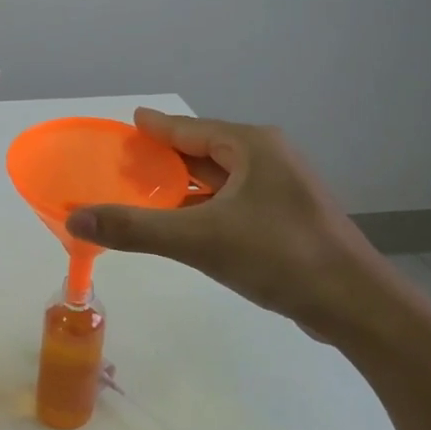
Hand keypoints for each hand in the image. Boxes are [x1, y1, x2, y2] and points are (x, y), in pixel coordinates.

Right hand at [65, 108, 393, 343]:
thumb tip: (76, 220)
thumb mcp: (199, 240)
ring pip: (220, 179)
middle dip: (165, 158)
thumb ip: (135, 228)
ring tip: (146, 192)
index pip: (189, 129)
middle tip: (125, 163)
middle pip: (204, 151)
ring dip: (185, 185)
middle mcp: (269, 158)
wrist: (355, 306)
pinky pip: (233, 202)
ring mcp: (282, 189)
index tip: (128, 124)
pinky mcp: (287, 219)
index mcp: (252, 147)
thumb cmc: (279, 256)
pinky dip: (204, 207)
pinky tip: (184, 223)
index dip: (154, 128)